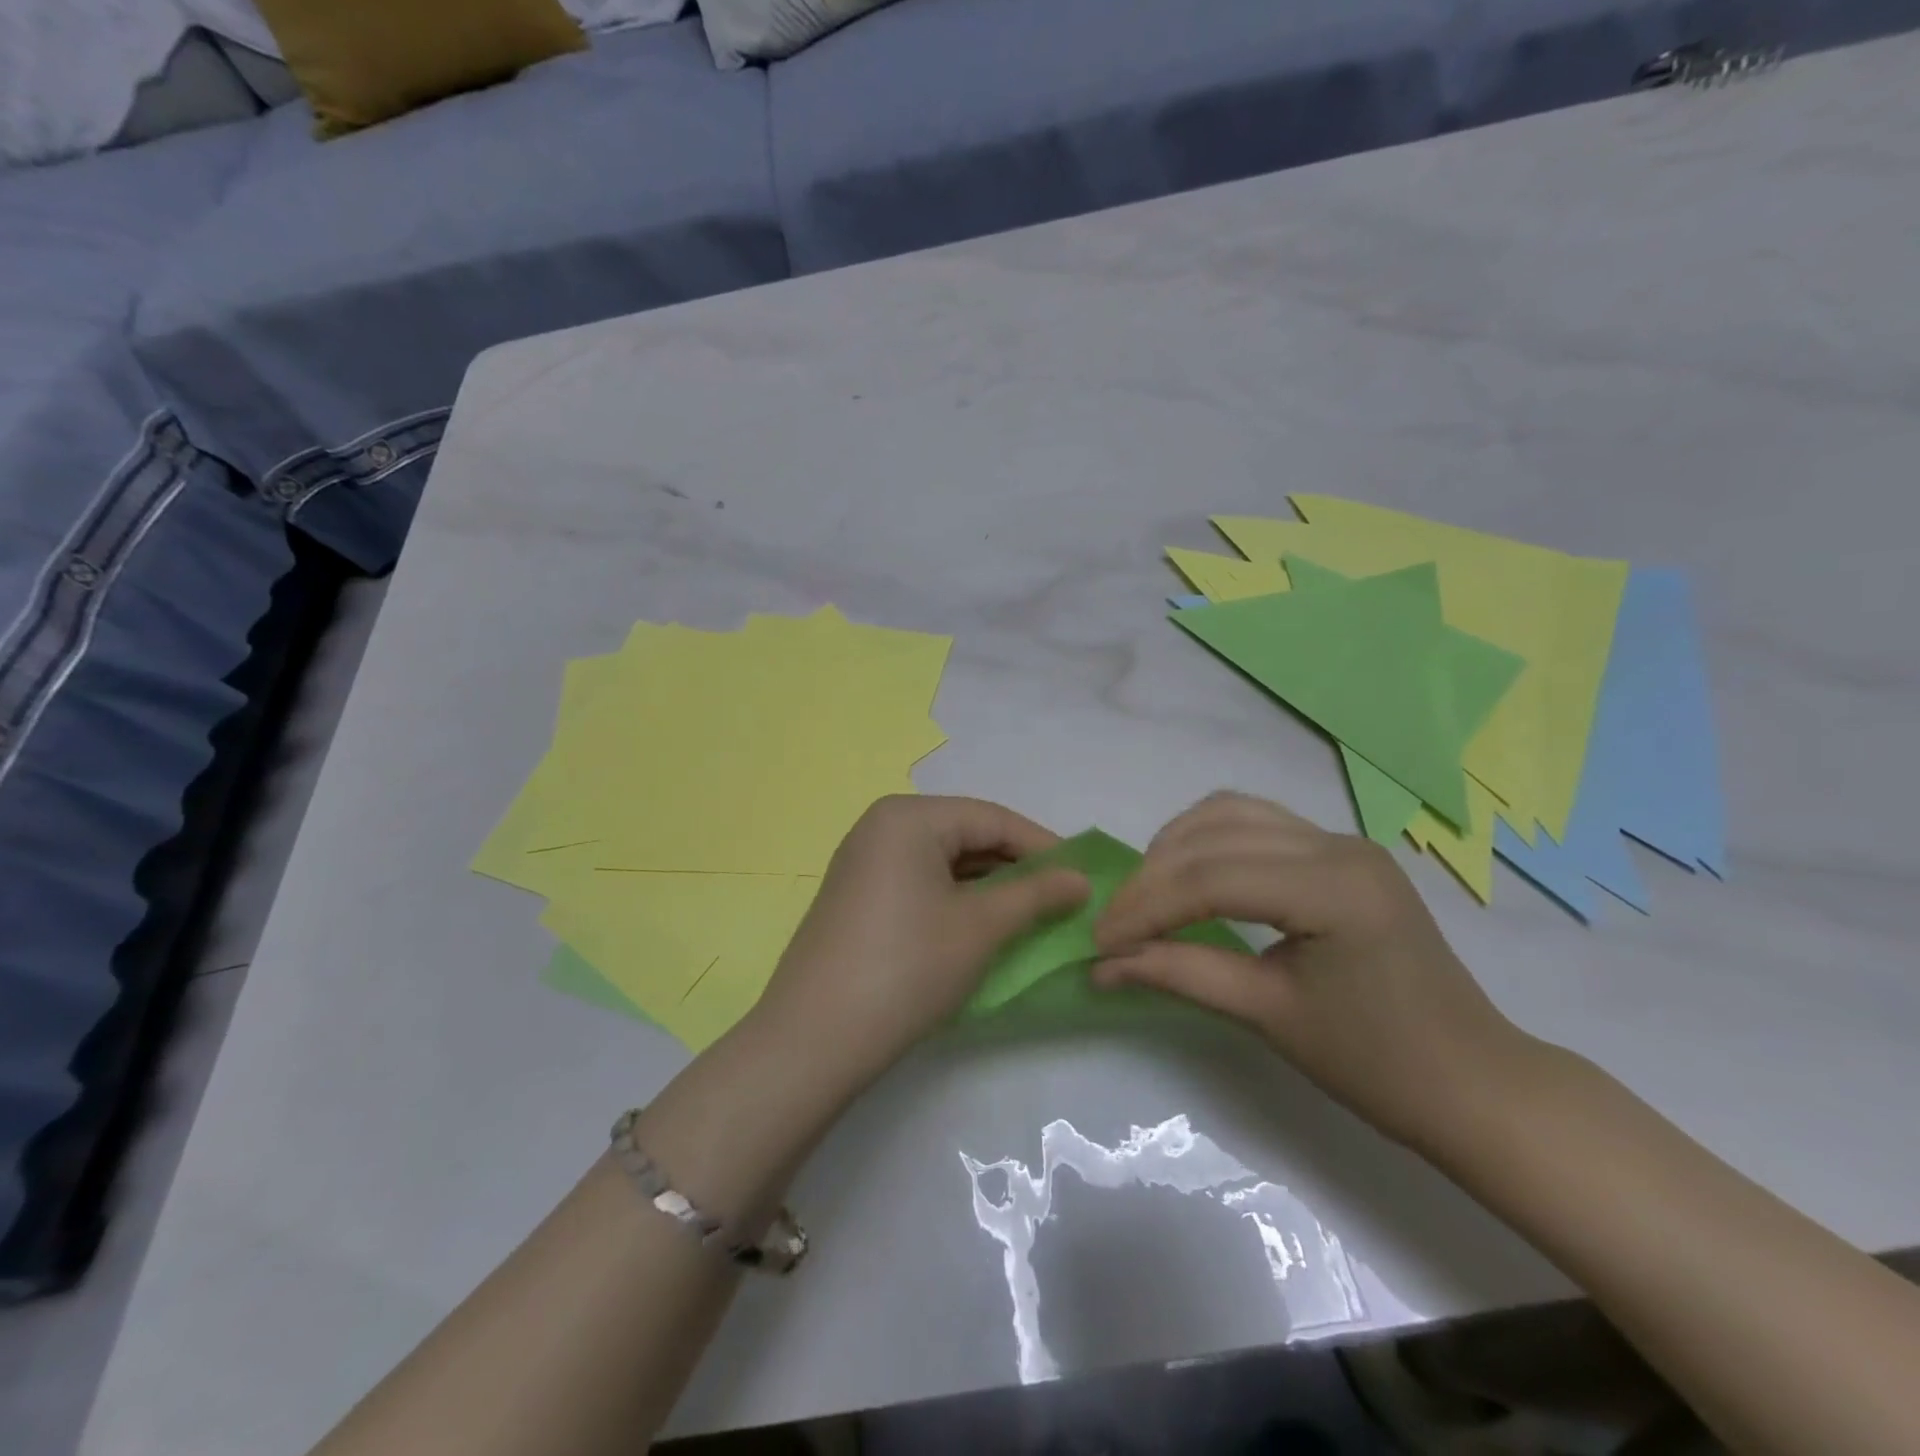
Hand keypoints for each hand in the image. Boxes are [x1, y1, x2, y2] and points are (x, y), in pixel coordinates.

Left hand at [748, 796, 1088, 1091]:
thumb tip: (1081, 879)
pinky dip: (955, 899)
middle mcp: (881, 826)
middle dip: (1015, 867)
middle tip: (1060, 899)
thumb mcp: (981, 926)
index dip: (1043, 846)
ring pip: (943, 861)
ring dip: (988, 886)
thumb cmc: (907, 967)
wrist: (815, 1039)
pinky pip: (919, 882)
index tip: (1083, 877)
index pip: (992, 818)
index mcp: (909, 817)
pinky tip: (981, 925)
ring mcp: (863, 861)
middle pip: (966, 835)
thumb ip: (1036, 894)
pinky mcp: (856, 896)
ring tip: (1029, 915)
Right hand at [1092, 791, 1533, 1154]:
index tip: (1099, 940)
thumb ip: (1180, 975)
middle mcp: (1337, 844)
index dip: (1145, 907)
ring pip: (1230, 813)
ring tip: (1144, 894)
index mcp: (1333, 888)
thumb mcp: (1268, 1016)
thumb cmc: (1377, 1064)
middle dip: (1151, 878)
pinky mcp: (1338, 850)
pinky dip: (1207, 841)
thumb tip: (1101, 964)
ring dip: (1175, 847)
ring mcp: (1341, 840)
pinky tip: (1187, 872)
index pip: (1211, 879)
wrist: (1472, 1081)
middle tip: (1113, 922)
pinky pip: (1255, 823)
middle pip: (1214, 838)